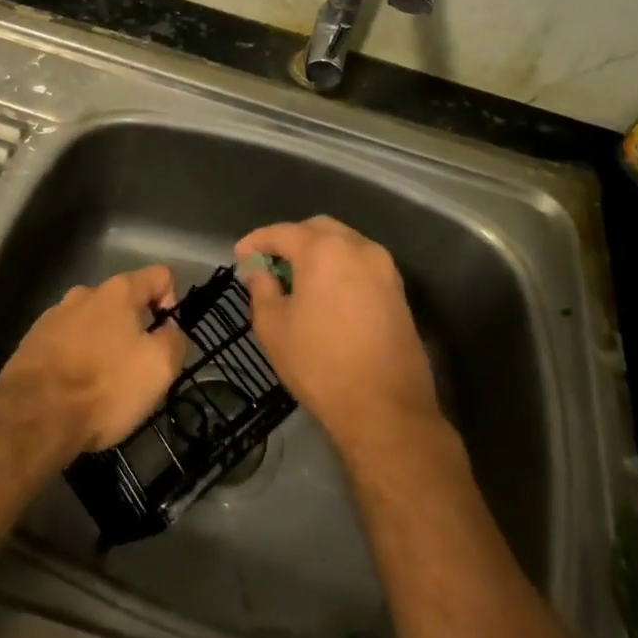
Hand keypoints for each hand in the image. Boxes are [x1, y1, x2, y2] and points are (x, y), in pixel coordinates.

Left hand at [0, 266, 185, 456]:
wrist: (33, 417)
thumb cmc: (104, 387)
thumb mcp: (159, 368)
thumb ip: (175, 339)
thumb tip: (170, 329)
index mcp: (119, 291)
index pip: (160, 275)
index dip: (172, 302)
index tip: (166, 337)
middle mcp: (85, 293)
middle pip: (123, 301)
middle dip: (135, 328)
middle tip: (136, 368)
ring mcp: (54, 315)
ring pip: (93, 322)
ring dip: (103, 343)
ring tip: (102, 383)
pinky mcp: (32, 341)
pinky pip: (67, 342)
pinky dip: (76, 358)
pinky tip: (74, 388)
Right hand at [235, 217, 441, 456]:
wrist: (385, 408)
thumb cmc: (320, 364)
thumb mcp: (274, 327)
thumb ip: (262, 289)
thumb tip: (259, 271)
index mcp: (323, 250)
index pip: (282, 232)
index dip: (257, 241)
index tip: (240, 255)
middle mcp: (358, 247)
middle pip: (318, 229)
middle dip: (291, 240)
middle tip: (270, 263)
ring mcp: (384, 268)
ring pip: (344, 244)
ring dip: (318, 252)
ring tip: (297, 279)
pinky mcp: (398, 291)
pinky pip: (361, 265)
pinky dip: (340, 268)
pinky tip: (326, 294)